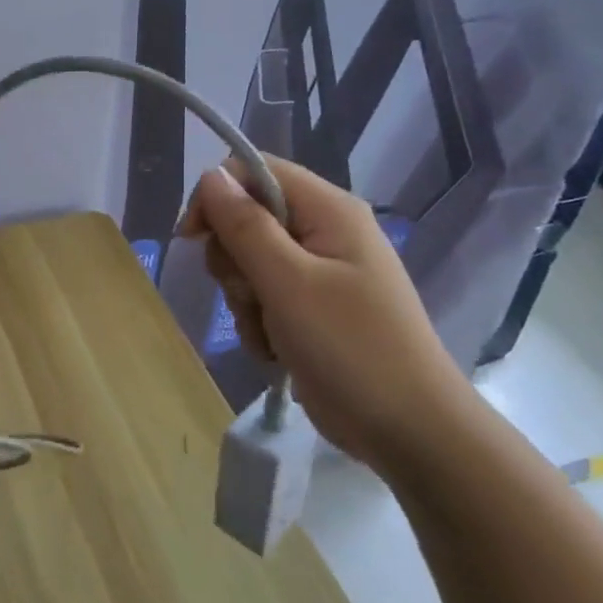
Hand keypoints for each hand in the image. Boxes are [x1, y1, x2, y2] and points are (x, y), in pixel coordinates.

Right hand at [177, 157, 476, 478]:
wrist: (409, 431)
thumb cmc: (351, 348)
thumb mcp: (288, 283)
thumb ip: (245, 225)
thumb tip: (209, 175)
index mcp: (329, 210)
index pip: (254, 172)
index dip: (217, 197)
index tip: (194, 239)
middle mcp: (324, 231)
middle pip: (247, 218)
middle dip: (233, 258)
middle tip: (249, 293)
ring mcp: (320, 272)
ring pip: (249, 261)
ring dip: (243, 297)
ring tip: (267, 329)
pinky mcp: (312, 308)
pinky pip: (263, 296)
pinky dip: (258, 321)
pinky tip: (274, 348)